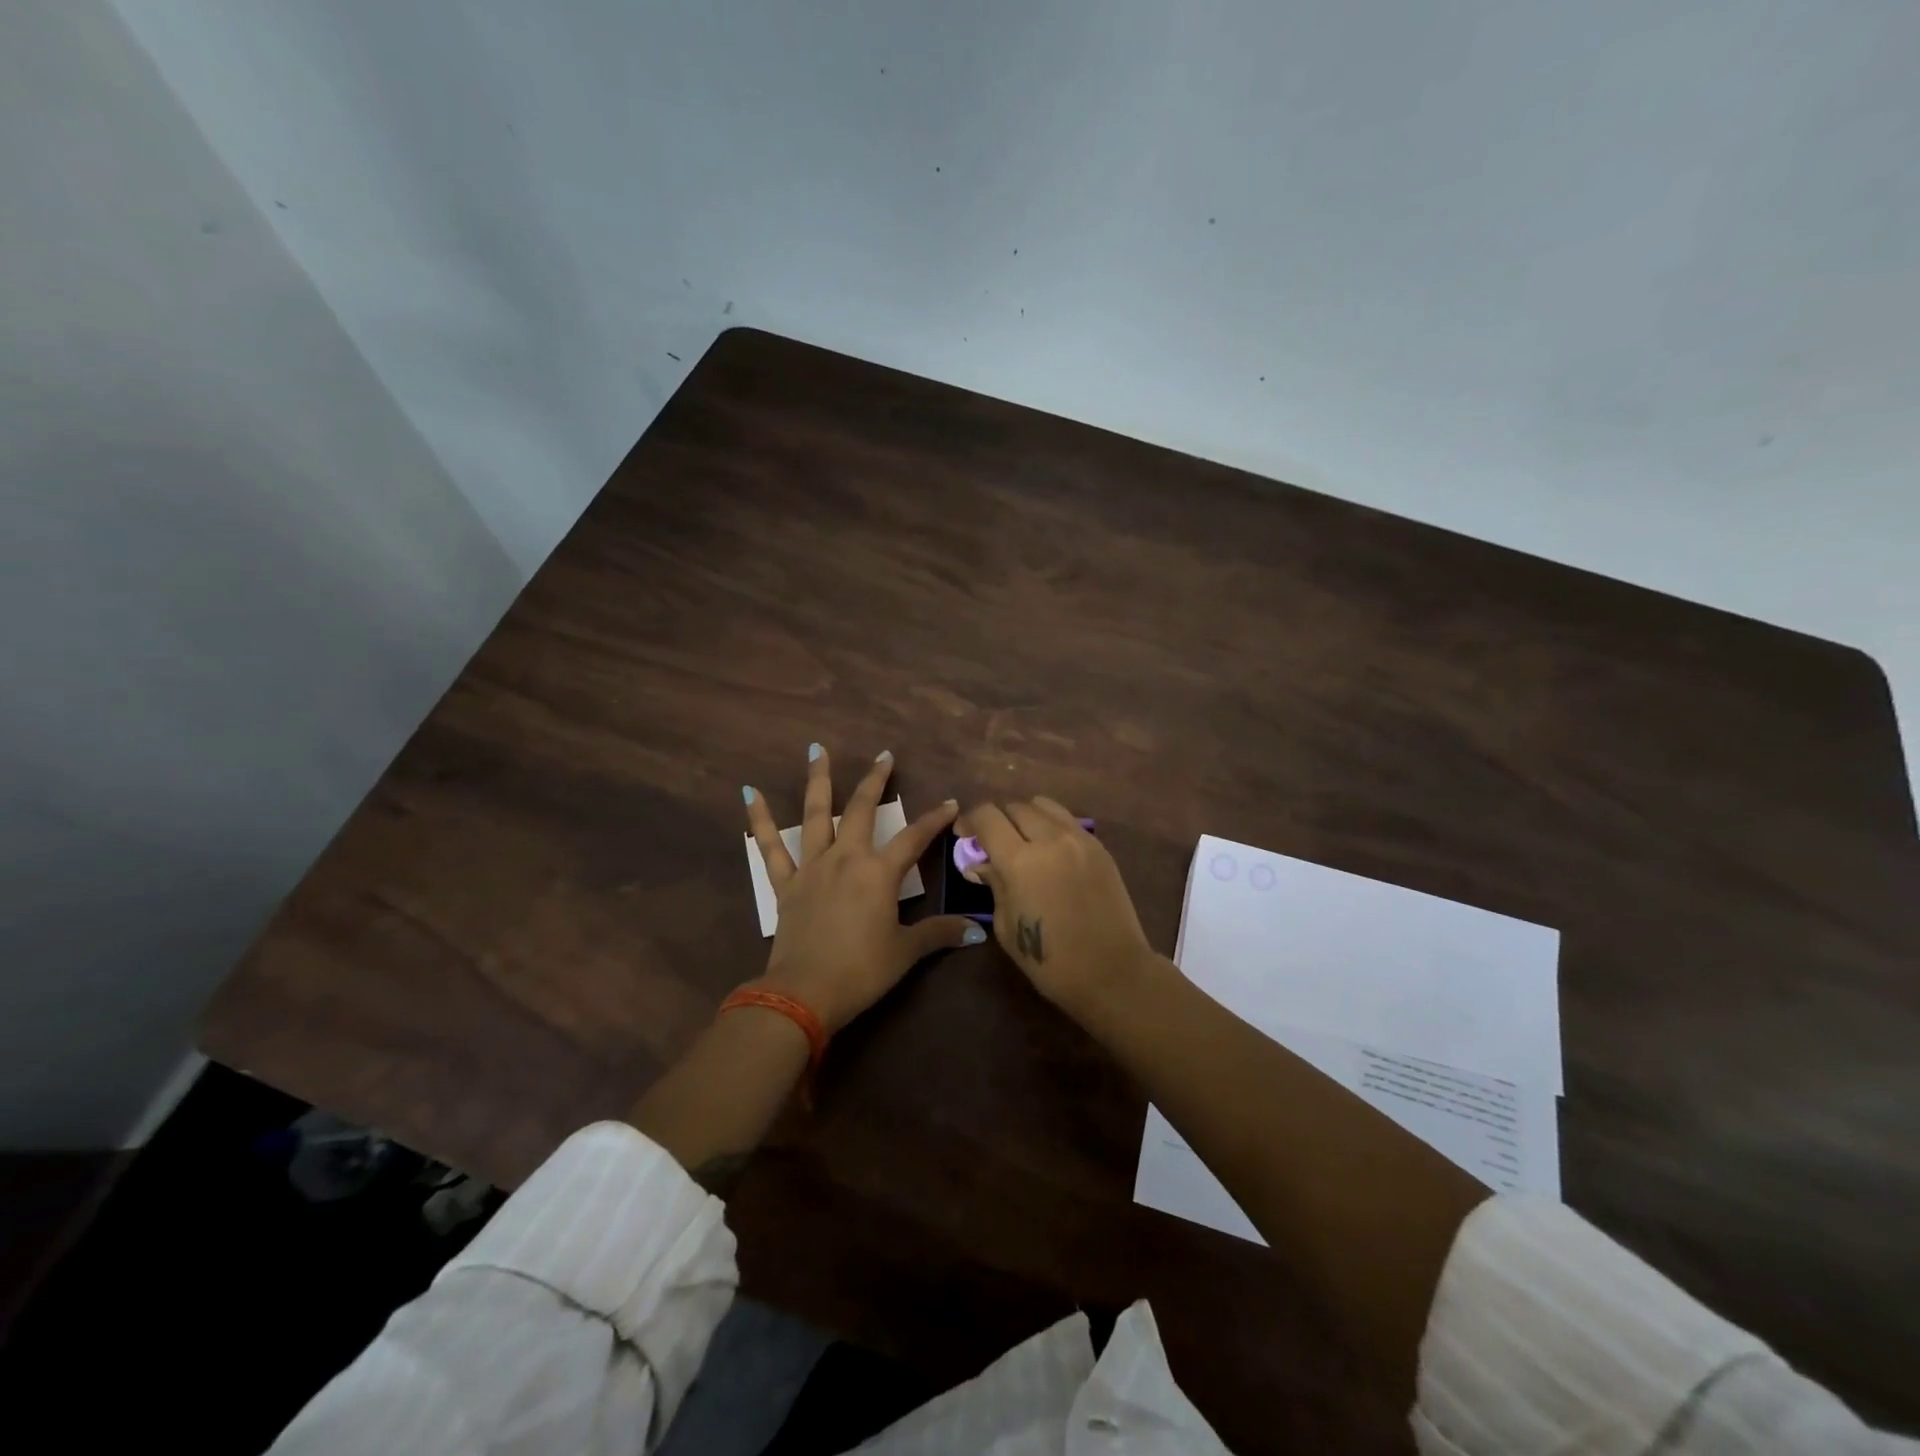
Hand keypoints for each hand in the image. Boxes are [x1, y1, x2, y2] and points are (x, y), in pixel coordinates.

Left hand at [744, 745, 984, 1033]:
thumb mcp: (905, 951)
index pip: (914, 838)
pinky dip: (760, 820)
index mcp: (879, 873)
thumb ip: (939, 933)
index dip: (934, 819)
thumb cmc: (861, 970)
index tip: (951, 803)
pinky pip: (770, 847)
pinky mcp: (786, 883)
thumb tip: (977, 931)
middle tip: (885, 756)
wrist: (804, 992)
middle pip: (863, 810)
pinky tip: (750, 793)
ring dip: (819, 780)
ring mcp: (812, 867)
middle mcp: (846, 858)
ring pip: (815, 814)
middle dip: (876, 781)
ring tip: (817, 750)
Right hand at [958, 797, 1156, 1018]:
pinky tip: (1049, 849)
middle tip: (991, 841)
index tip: (964, 835)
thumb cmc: (1050, 961)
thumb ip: (994, 885)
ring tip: (1022, 839)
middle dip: (997, 819)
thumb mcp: (1006, 926)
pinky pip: (1067, 820)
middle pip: (1014, 806)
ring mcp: (1079, 839)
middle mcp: (1050, 839)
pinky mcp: (1099, 847)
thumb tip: (980, 864)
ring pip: (1043, 805)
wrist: (1112, 972)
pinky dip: (1051, 824)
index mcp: (1020, 861)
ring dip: (1025, 815)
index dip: (970, 820)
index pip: (987, 816)